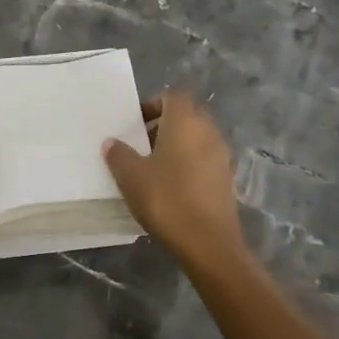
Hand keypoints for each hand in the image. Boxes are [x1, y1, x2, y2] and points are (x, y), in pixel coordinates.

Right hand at [102, 91, 247, 274]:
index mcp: (185, 122)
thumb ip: (119, 154)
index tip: (135, 122)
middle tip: (141, 142)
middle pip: (187, 115)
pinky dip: (188, 163)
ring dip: (176, 144)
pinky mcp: (226, 179)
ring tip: (152, 166)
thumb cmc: (167, 199)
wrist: (208, 243)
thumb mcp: (131, 176)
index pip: (173, 96)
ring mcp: (221, 156)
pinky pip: (204, 158)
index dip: (153, 103)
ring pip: (197, 137)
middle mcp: (208, 132)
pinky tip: (170, 186)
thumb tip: (111, 142)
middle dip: (164, 123)